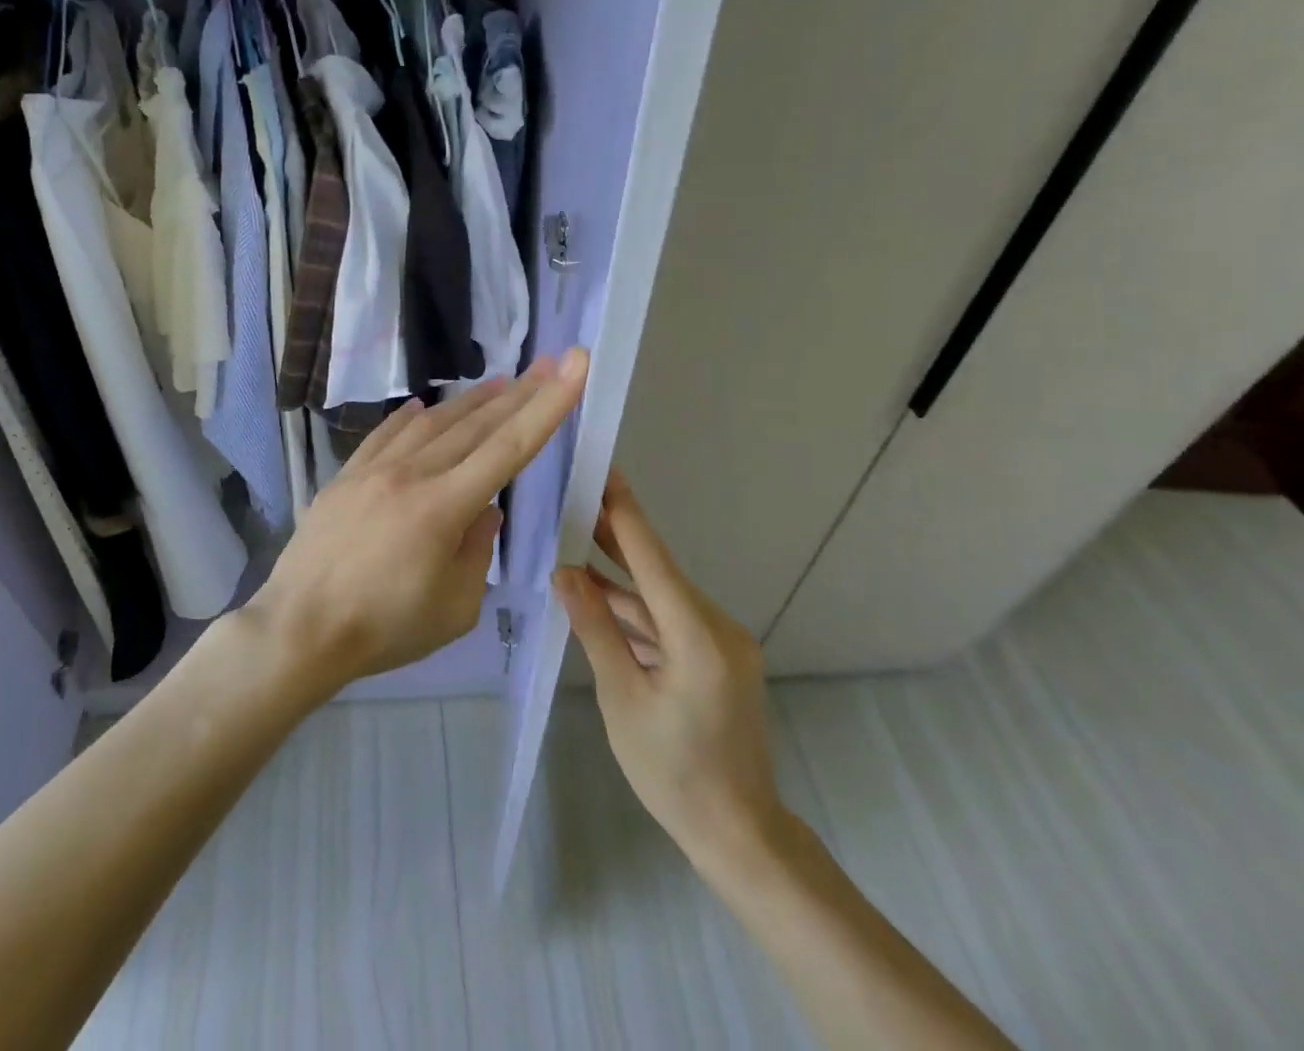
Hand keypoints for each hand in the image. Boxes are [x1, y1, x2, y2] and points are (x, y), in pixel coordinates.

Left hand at [249, 350, 589, 694]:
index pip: (509, 447)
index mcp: (444, 507)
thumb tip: (485, 510)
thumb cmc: (383, 629)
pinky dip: (410, 417)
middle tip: (547, 364)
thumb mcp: (454, 608)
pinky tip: (424, 406)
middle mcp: (411, 474)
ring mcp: (374, 470)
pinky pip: (385, 434)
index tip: (572, 367)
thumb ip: (478, 552)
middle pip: (475, 425)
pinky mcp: (346, 476)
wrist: (300, 628)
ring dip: (470, 401)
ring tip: (500, 382)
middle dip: (518, 393)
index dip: (547, 406)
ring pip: (432, 423)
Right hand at [554, 470, 787, 881]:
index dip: (625, 510)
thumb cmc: (672, 772)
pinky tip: (597, 593)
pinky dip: (634, 609)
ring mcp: (720, 642)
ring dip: (619, 574)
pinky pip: (668, 620)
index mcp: (697, 635)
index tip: (604, 469)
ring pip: (659, 595)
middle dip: (615, 533)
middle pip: (656, 569)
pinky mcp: (716, 657)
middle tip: (576, 494)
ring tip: (574, 539)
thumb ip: (595, 628)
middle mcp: (716, 626)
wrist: (738, 834)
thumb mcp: (622, 698)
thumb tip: (565, 572)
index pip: (652, 557)